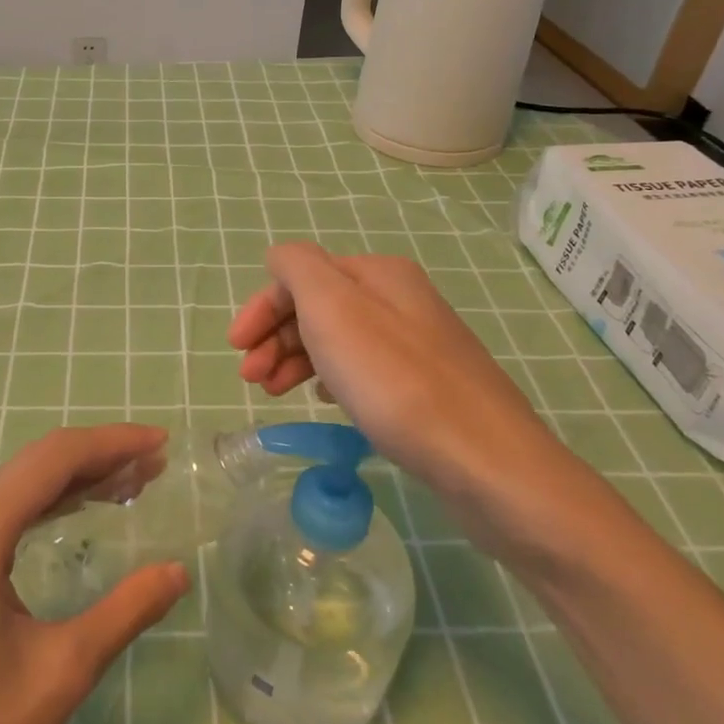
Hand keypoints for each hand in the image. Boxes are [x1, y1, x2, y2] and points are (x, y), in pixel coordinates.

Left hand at [0, 425, 189, 723]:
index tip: (161, 442)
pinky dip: (45, 509)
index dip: (110, 443)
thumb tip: (179, 571)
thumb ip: (125, 610)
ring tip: (131, 484)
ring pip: (15, 492)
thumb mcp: (62, 673)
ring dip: (73, 483)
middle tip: (156, 464)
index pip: (50, 461)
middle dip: (98, 460)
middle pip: (32, 468)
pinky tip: (79, 512)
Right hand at [227, 242, 599, 559]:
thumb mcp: (333, 308)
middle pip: (318, 306)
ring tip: (277, 395)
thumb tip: (281, 260)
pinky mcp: (428, 386)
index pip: (299, 275)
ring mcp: (417, 343)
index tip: (236, 351)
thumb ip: (297, 268)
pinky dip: (333, 379)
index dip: (262, 309)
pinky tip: (327, 403)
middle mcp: (399, 299)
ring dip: (298, 359)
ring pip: (339, 340)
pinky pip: (364, 369)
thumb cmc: (396, 381)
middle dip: (276, 338)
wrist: (486, 462)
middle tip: (253, 381)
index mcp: (377, 273)